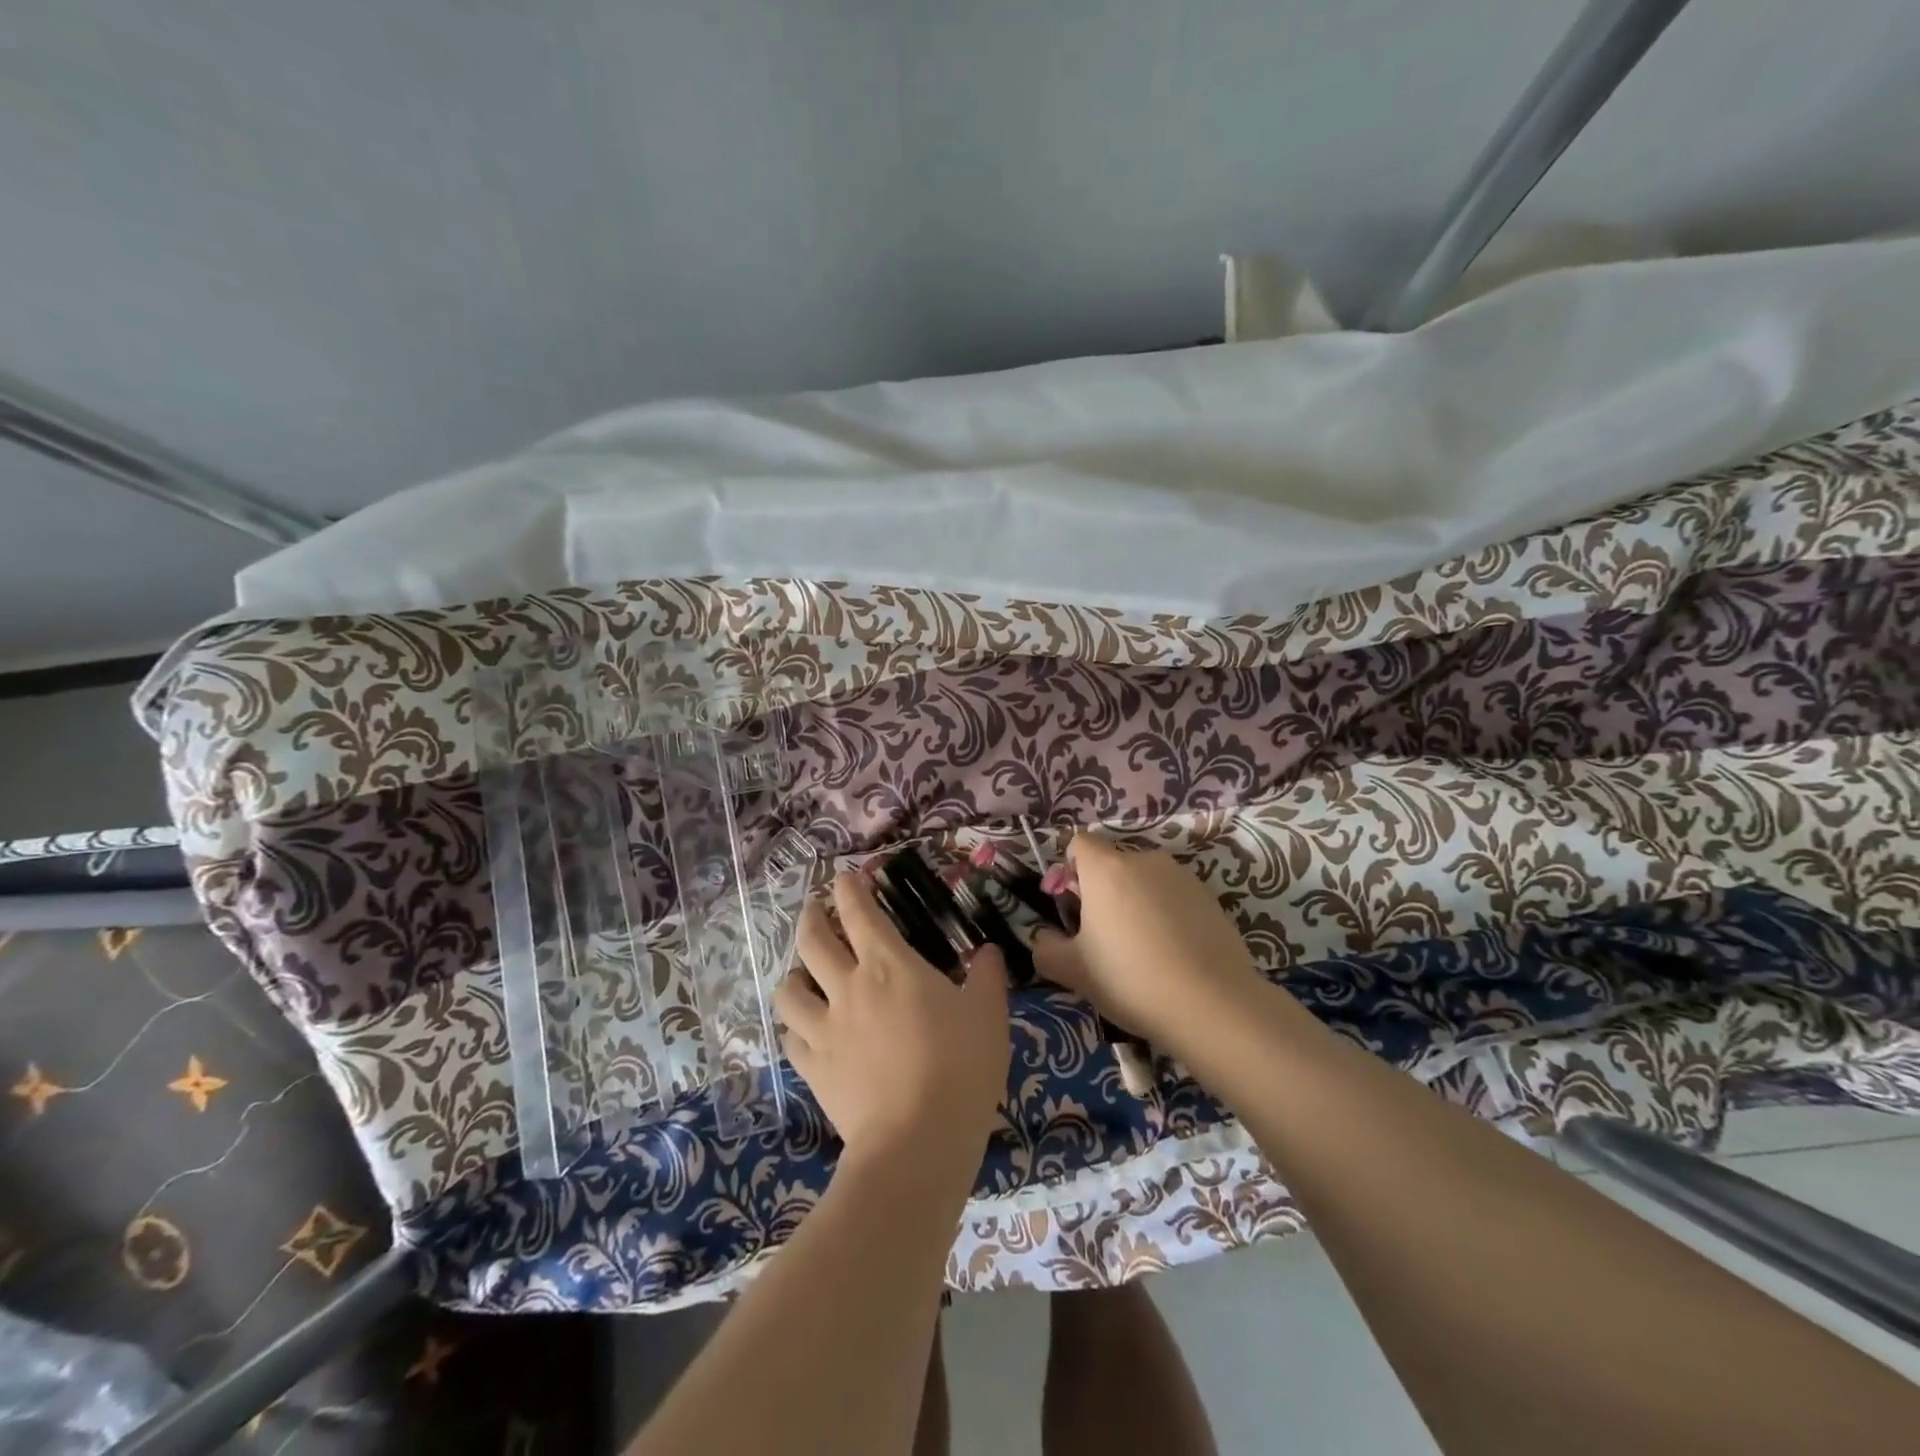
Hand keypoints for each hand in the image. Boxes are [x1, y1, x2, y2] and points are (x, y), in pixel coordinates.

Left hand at [774, 873, 1010, 1178]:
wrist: (916, 1141)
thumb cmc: (960, 1068)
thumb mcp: (988, 1016)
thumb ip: (986, 977)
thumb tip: (987, 951)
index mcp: (889, 965)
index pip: (859, 912)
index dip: (848, 888)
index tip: (845, 877)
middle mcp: (848, 987)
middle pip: (812, 939)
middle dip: (810, 915)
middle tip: (814, 908)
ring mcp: (824, 1028)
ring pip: (788, 988)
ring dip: (793, 973)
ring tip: (802, 972)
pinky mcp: (813, 1068)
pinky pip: (791, 1037)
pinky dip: (795, 1026)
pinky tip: (805, 1029)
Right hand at [1031, 834, 1262, 1049]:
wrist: (1212, 1005)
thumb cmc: (1130, 979)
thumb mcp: (1072, 971)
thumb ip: (1045, 947)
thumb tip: (1043, 937)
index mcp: (1106, 867)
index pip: (1079, 843)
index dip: (1069, 870)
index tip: (1072, 907)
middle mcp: (1144, 859)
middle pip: (1112, 863)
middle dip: (1102, 891)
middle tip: (1103, 938)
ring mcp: (1182, 876)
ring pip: (1145, 881)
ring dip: (1135, 903)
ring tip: (1142, 951)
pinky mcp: (1210, 897)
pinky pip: (1174, 897)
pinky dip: (1166, 915)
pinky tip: (1172, 955)